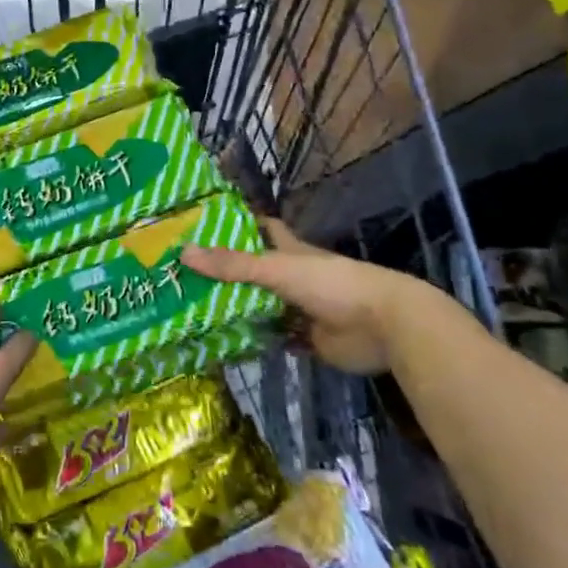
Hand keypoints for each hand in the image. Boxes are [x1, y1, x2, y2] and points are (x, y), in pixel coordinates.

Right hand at [184, 218, 421, 374]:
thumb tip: (183, 253)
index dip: (238, 224)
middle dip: (227, 272)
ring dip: (238, 309)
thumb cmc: (331, 284)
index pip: (262, 229)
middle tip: (187, 275)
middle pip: (255, 271)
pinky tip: (227, 343)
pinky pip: (275, 338)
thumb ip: (233, 265)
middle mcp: (293, 277)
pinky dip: (256, 341)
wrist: (384, 325)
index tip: (205, 224)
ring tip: (196, 310)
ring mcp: (300, 309)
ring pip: (263, 307)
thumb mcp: (277, 269)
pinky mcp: (308, 340)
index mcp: (290, 251)